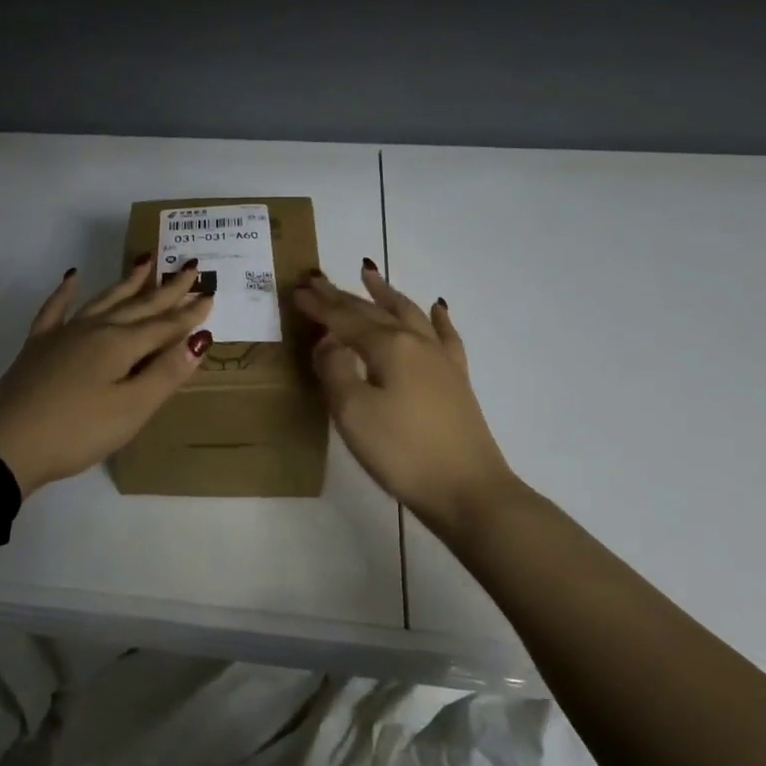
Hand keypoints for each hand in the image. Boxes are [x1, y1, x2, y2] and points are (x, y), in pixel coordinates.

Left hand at [0, 257, 215, 495]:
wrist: (5, 445)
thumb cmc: (77, 431)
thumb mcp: (131, 408)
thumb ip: (166, 373)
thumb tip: (200, 338)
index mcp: (121, 344)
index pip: (164, 325)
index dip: (189, 313)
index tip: (210, 293)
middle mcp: (95, 329)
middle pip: (138, 305)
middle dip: (166, 288)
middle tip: (190, 265)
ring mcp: (63, 334)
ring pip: (104, 299)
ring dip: (127, 282)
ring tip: (146, 260)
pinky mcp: (38, 346)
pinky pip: (56, 309)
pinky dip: (65, 292)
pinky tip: (71, 277)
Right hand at [294, 262, 529, 532]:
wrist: (469, 491)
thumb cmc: (403, 452)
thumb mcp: (353, 412)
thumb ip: (335, 370)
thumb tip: (328, 342)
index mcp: (389, 346)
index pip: (345, 319)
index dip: (319, 306)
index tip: (297, 290)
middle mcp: (416, 342)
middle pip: (373, 311)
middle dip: (342, 295)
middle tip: (317, 280)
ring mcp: (441, 359)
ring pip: (408, 313)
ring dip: (385, 293)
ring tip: (369, 274)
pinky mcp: (456, 380)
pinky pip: (445, 336)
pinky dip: (437, 318)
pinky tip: (437, 308)